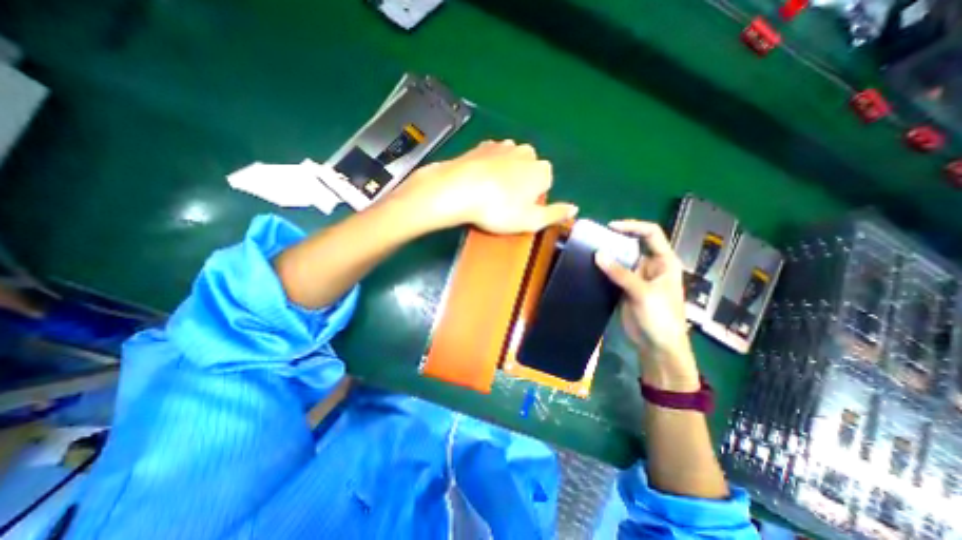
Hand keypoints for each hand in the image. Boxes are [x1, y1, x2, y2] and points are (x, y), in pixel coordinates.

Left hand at [392, 140, 578, 230]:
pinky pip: (492, 158)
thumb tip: (574, 209)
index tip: (519, 210)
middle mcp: (526, 153)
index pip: (545, 184)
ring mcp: (503, 146)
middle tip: (504, 204)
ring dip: (505, 175)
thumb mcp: (531, 220)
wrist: (459, 189)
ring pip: (511, 163)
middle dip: (520, 185)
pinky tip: (479, 181)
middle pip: (528, 171)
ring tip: (490, 194)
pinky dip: (489, 168)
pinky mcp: (482, 146)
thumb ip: (555, 214)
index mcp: (541, 170)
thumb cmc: (498, 209)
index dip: (533, 199)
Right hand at [595, 220, 699, 391]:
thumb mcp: (643, 293)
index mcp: (664, 262)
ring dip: (607, 255)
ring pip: (621, 260)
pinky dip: (603, 269)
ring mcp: (637, 277)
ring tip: (588, 251)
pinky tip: (591, 267)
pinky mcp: (625, 288)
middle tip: (593, 239)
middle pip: (632, 245)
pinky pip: (613, 274)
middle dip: (615, 241)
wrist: (657, 346)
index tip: (610, 227)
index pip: (651, 234)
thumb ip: (621, 273)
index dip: (632, 227)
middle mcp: (650, 266)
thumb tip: (598, 254)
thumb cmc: (661, 318)